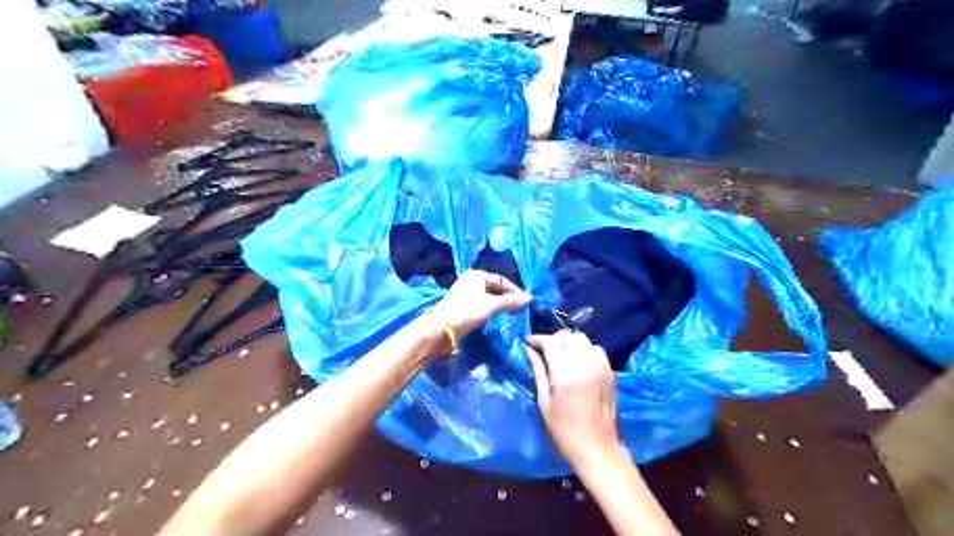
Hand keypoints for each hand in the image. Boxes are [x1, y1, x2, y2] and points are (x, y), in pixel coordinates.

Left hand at [431, 272, 533, 339]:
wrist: (440, 330)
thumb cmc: (466, 312)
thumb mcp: (491, 305)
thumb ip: (510, 301)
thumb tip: (530, 299)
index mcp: (477, 275)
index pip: (502, 280)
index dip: (515, 291)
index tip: (527, 302)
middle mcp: (471, 281)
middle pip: (496, 288)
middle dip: (509, 298)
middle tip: (522, 309)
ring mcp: (466, 294)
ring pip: (490, 297)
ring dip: (501, 305)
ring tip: (513, 314)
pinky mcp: (463, 307)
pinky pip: (483, 305)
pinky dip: (492, 310)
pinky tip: (498, 318)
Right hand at [526, 334, 622, 466]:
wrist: (597, 448)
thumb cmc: (564, 430)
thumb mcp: (544, 402)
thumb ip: (538, 372)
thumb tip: (529, 350)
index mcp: (565, 376)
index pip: (551, 343)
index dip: (538, 339)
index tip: (530, 342)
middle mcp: (585, 367)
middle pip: (568, 337)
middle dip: (554, 339)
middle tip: (545, 349)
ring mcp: (600, 369)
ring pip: (584, 340)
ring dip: (570, 342)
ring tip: (562, 353)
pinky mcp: (610, 373)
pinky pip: (597, 350)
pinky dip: (585, 349)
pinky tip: (579, 360)